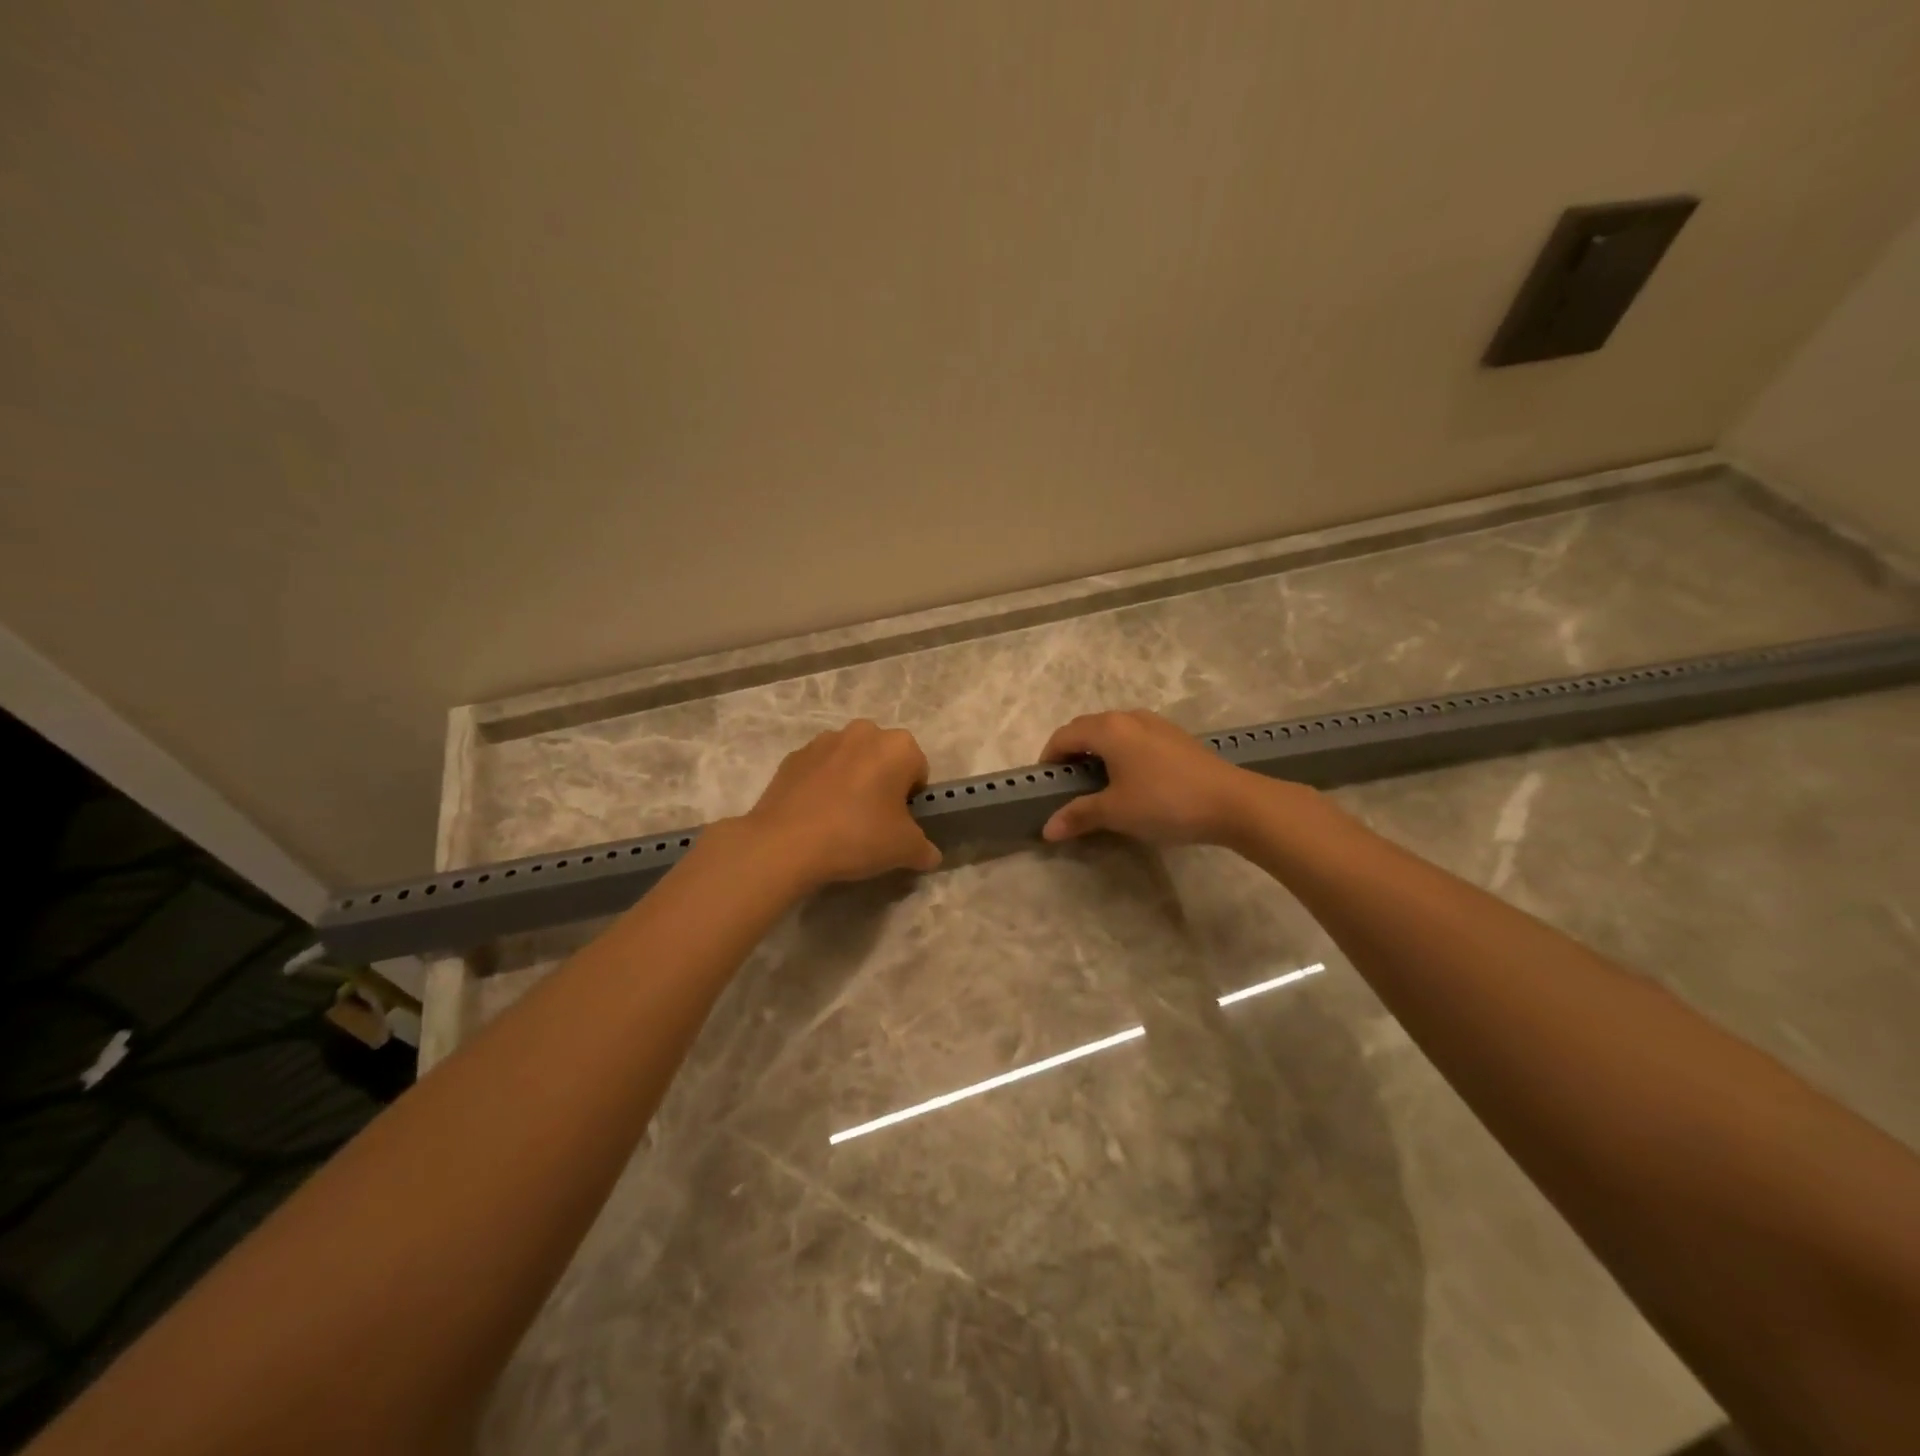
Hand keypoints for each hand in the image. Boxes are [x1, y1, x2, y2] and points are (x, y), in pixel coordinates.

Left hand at [739, 720, 941, 890]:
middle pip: (884, 759)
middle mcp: (863, 732)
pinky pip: (819, 770)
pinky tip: (815, 817)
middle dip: (882, 783)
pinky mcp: (793, 756)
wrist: (785, 843)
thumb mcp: (904, 850)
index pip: (918, 771)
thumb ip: (924, 849)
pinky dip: (822, 786)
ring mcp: (824, 741)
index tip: (898, 823)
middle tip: (873, 821)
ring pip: (850, 761)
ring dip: (852, 781)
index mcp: (898, 746)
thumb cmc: (857, 836)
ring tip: (840, 820)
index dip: (912, 800)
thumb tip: (929, 855)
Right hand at [1039, 709, 1267, 846]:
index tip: (1044, 785)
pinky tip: (1131, 781)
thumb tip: (1047, 829)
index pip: (1064, 736)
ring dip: (1097, 752)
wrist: (1233, 803)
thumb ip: (1079, 815)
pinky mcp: (1175, 737)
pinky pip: (1134, 738)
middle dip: (1071, 753)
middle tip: (1067, 786)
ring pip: (1113, 732)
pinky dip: (1121, 754)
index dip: (1049, 758)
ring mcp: (1156, 725)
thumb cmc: (1165, 802)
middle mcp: (1129, 718)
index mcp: (1108, 729)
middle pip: (1087, 729)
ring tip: (1097, 784)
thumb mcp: (1116, 812)